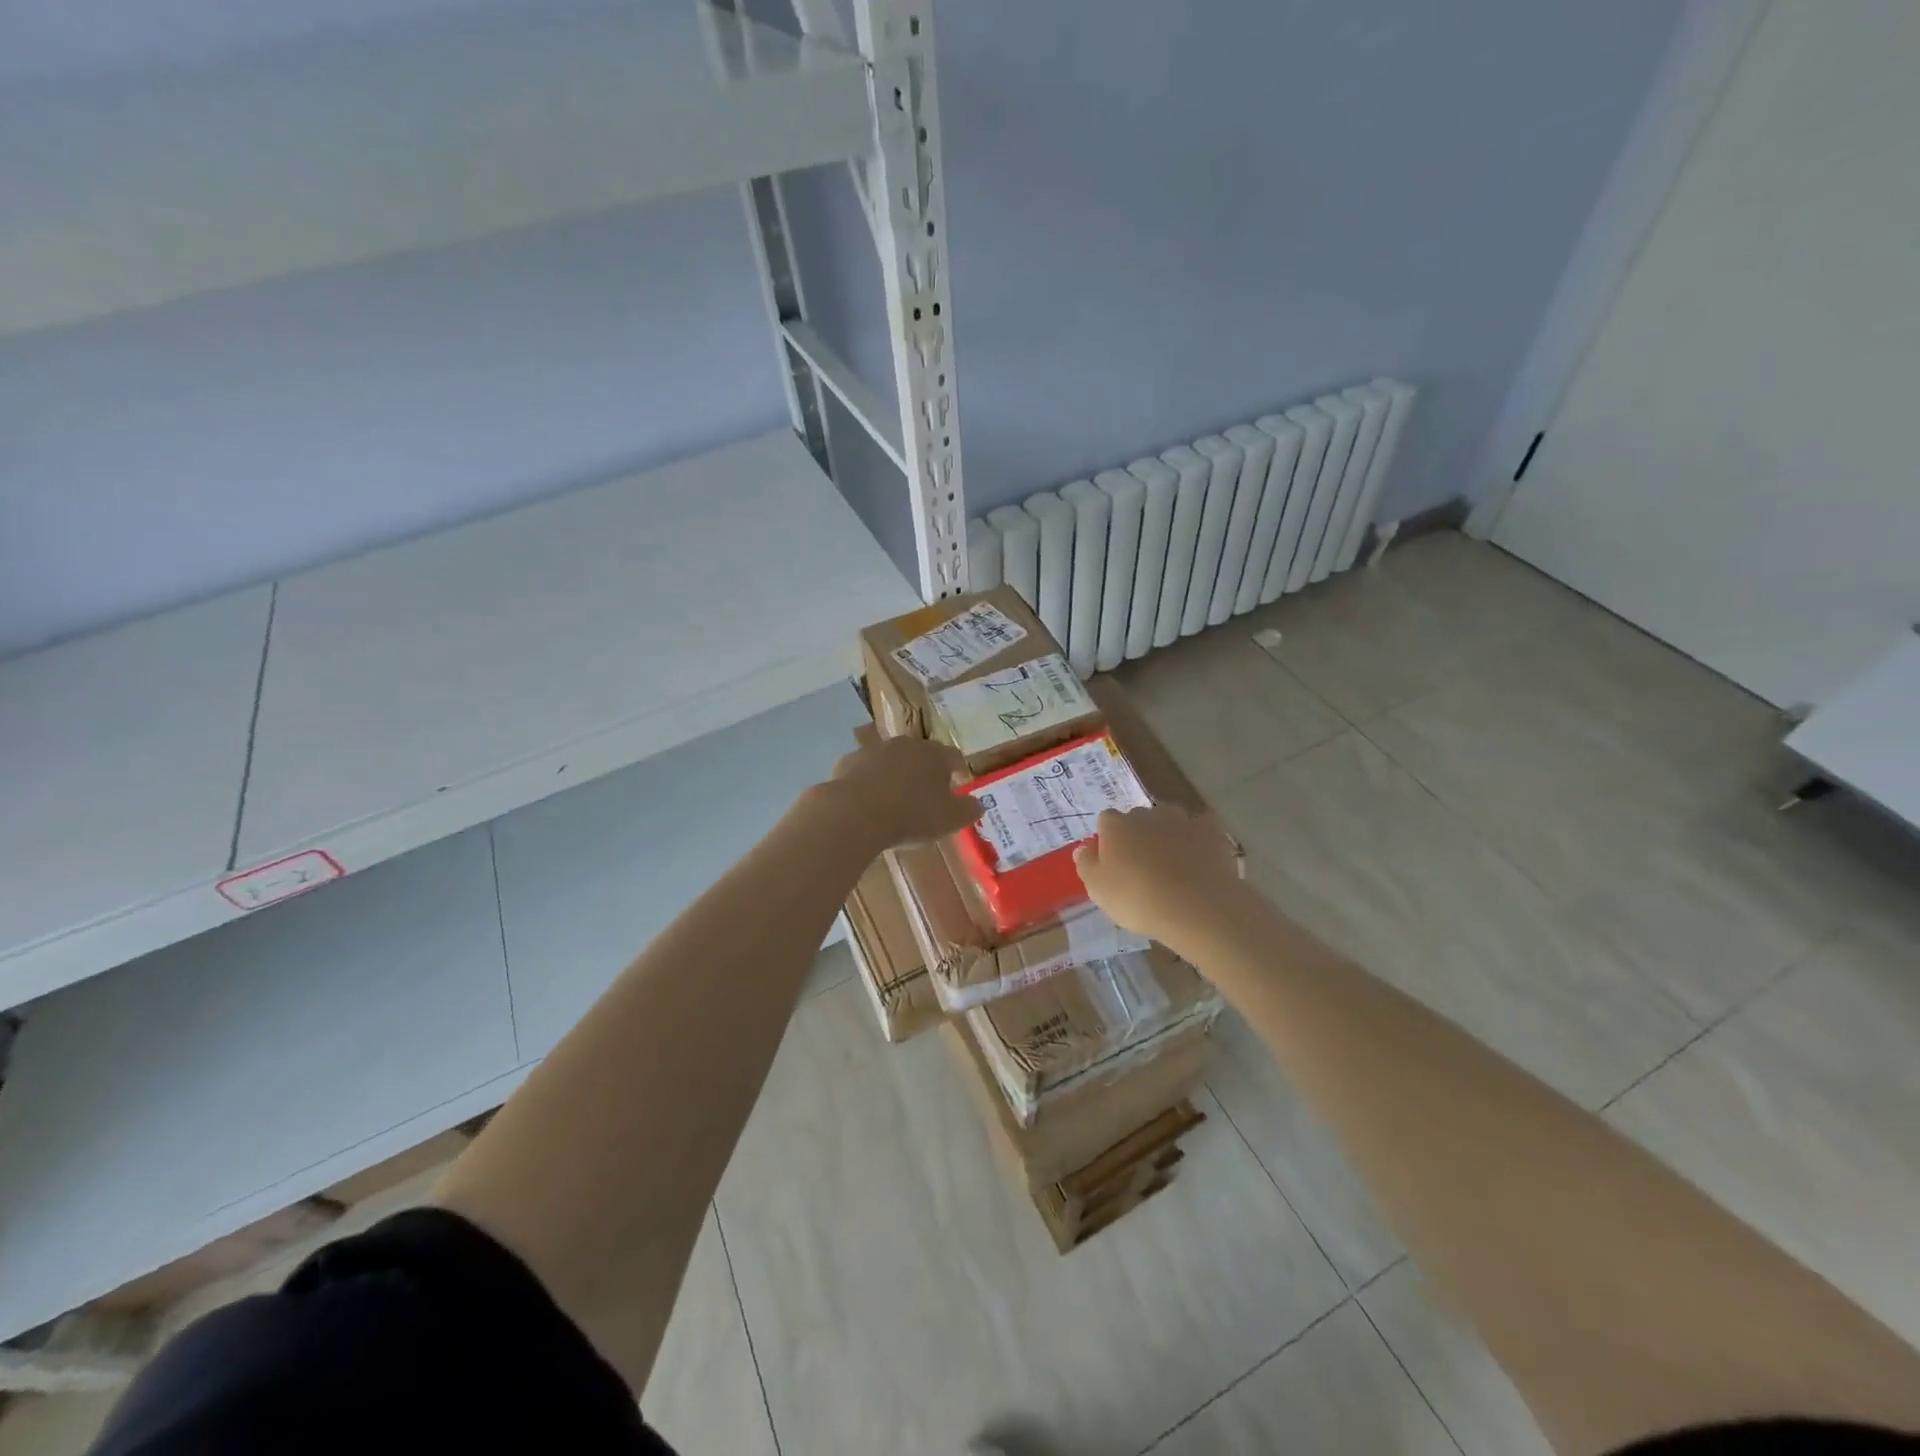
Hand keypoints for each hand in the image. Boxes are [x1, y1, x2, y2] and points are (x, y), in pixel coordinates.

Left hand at [817, 735, 983, 850]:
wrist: (855, 814)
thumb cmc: (911, 816)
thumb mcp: (950, 819)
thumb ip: (969, 810)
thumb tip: (978, 804)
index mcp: (934, 754)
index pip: (953, 756)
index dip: (958, 770)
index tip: (959, 783)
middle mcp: (904, 745)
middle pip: (921, 754)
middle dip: (926, 770)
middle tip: (928, 792)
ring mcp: (873, 751)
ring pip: (890, 760)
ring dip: (895, 774)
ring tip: (895, 798)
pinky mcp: (847, 763)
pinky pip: (864, 771)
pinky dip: (868, 782)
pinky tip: (867, 801)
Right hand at [1073, 804, 1245, 953]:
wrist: (1196, 907)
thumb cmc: (1138, 899)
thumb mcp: (1098, 890)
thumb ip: (1086, 864)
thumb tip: (1083, 848)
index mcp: (1115, 825)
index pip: (1106, 821)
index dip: (1109, 840)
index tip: (1112, 863)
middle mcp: (1146, 813)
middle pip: (1138, 819)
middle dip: (1138, 836)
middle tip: (1142, 866)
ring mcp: (1181, 819)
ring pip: (1169, 820)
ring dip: (1167, 835)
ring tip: (1172, 864)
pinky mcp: (1210, 831)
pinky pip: (1200, 829)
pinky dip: (1197, 839)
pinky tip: (1199, 858)